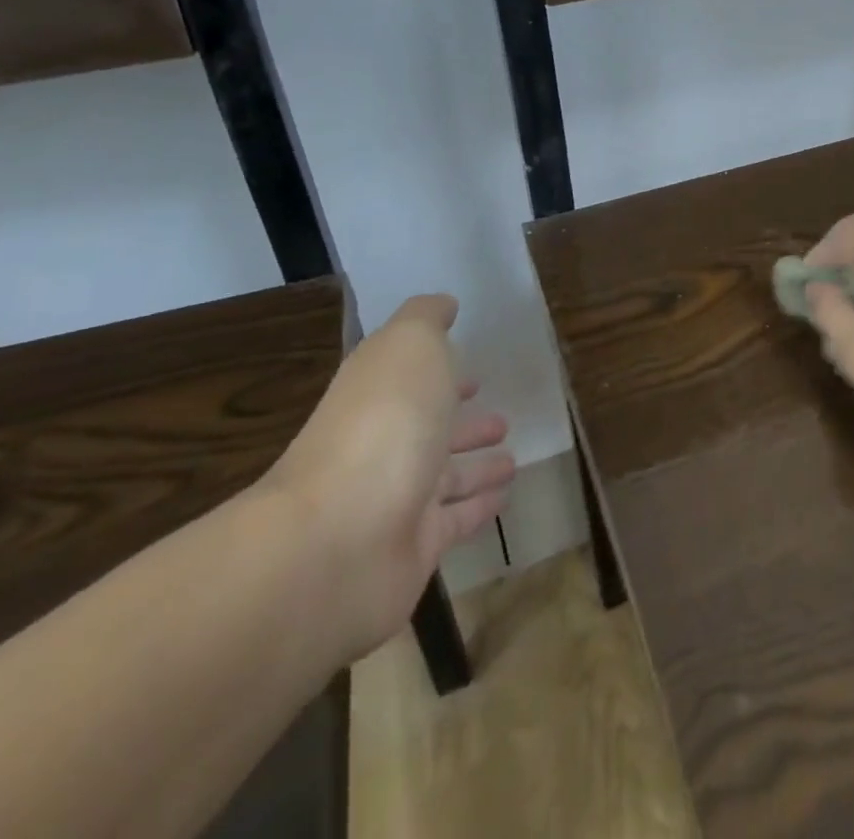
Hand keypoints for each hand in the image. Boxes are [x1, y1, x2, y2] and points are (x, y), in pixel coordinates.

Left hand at [261, 294, 513, 661]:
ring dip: (478, 467)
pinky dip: (480, 507)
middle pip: (429, 431)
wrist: (340, 539)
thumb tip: (444, 304)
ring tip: (512, 459)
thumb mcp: (408, 345)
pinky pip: (456, 520)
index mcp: (379, 395)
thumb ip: (426, 318)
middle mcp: (384, 445)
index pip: (412, 380)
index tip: (476, 373)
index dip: (442, 374)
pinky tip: (506, 497)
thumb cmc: (383, 424)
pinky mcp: (414, 548)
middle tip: (502, 421)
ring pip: (445, 478)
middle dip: (464, 424)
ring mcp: (396, 500)